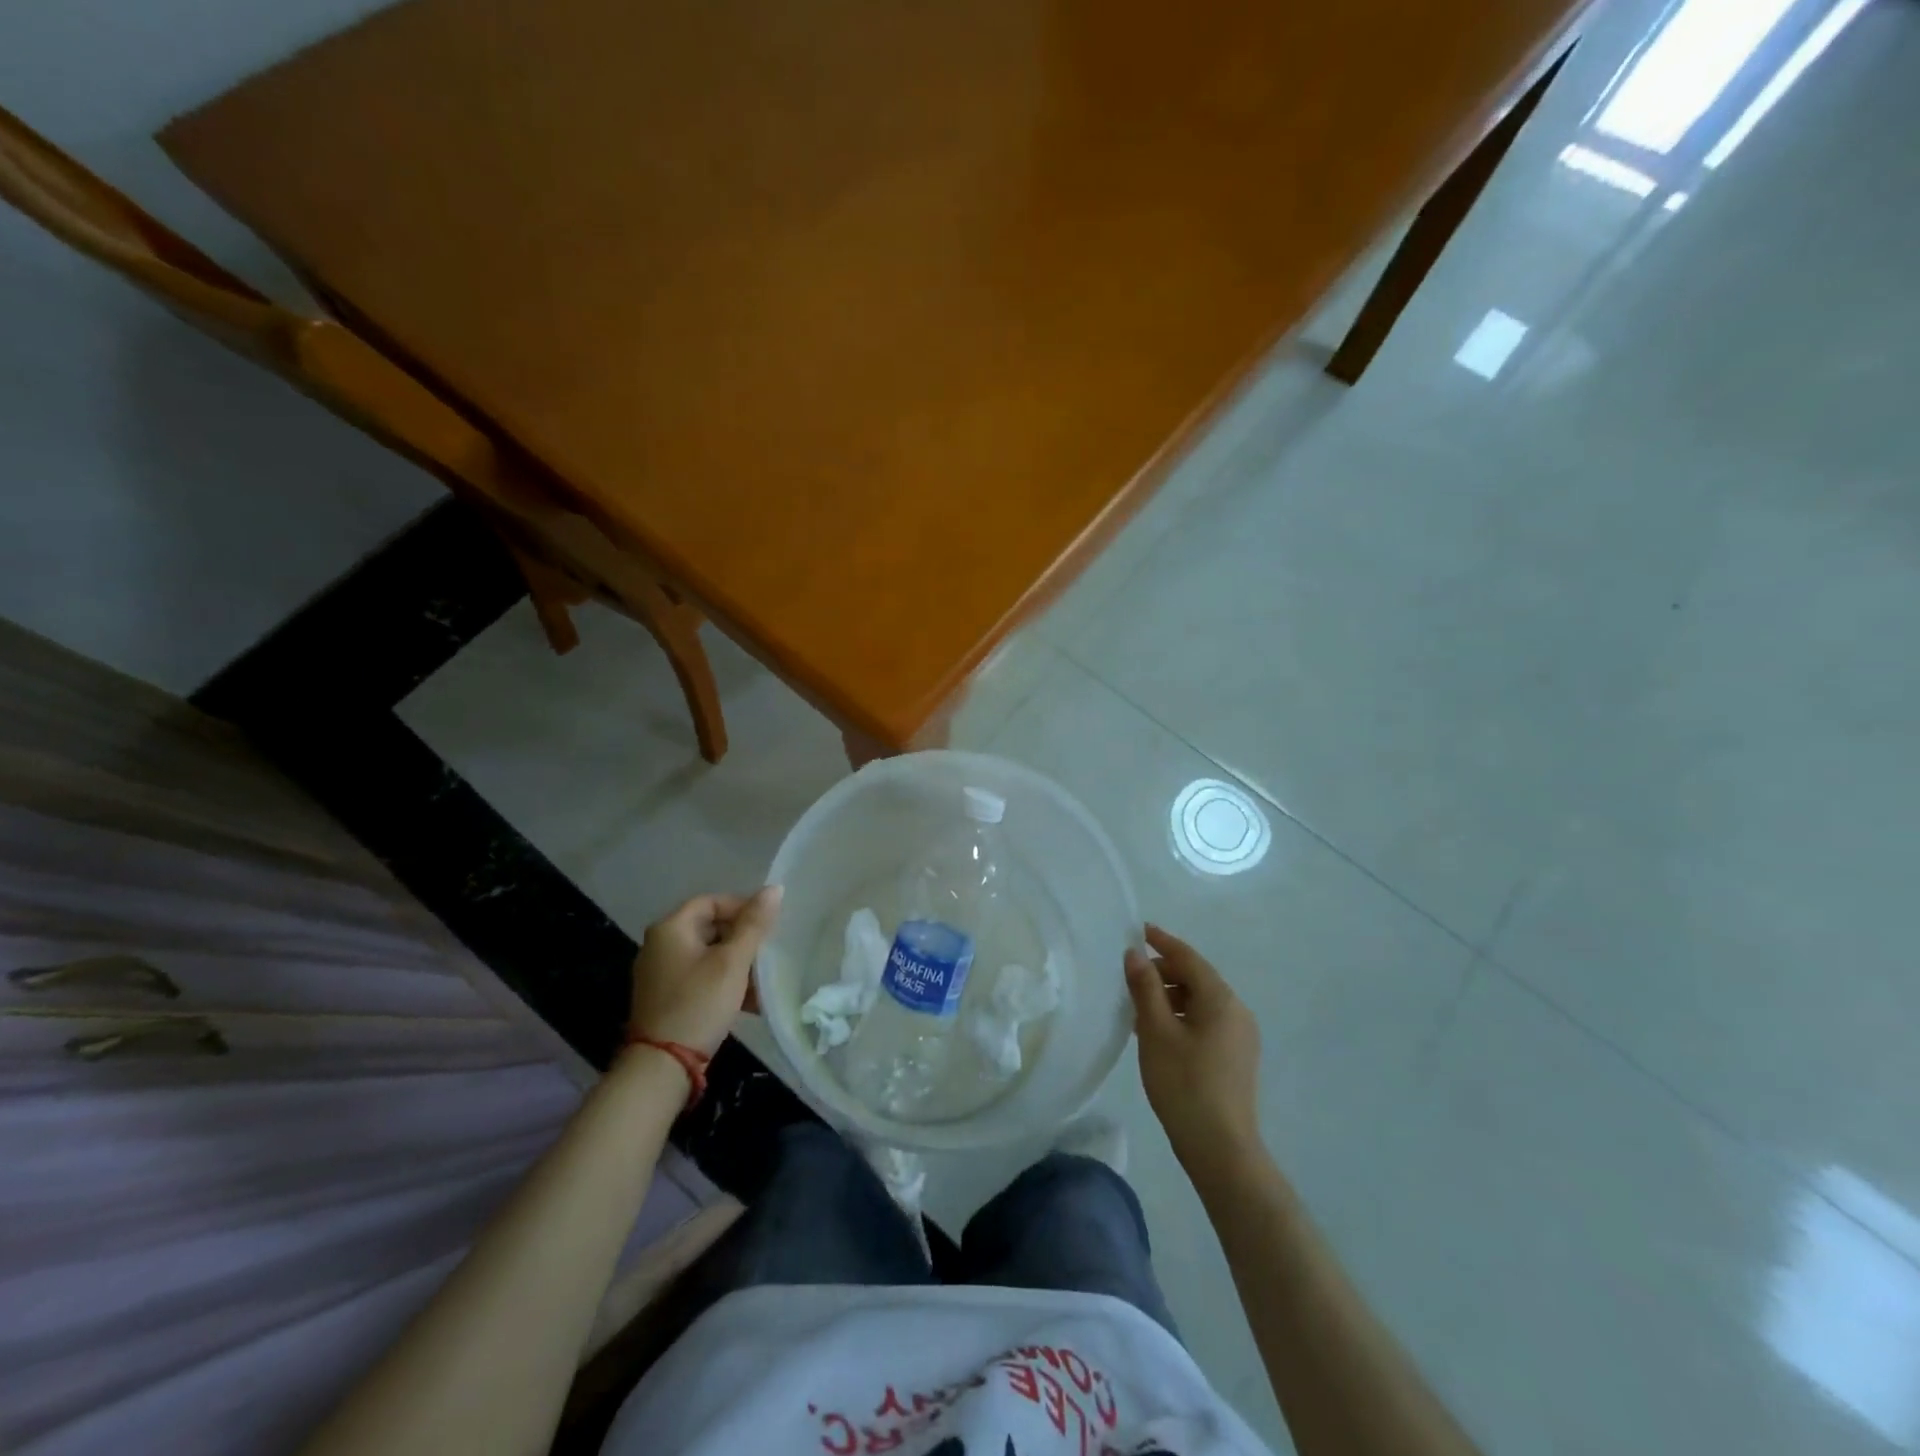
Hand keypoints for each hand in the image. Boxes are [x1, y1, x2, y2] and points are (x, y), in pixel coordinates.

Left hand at [628, 887, 781, 1054]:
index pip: (711, 901)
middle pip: (710, 928)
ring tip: (762, 981)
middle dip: (743, 940)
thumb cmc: (699, 1003)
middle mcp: (660, 945)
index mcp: (670, 928)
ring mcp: (660, 973)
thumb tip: (774, 889)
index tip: (767, 926)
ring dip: (737, 964)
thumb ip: (754, 924)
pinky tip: (748, 1002)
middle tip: (767, 953)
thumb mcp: (732, 962)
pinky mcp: (666, 997)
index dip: (742, 907)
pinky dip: (723, 982)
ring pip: (708, 955)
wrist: (662, 1065)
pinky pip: (700, 977)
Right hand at [1125, 923, 1262, 1172]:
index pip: (1189, 958)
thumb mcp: (1156, 1031)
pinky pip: (1207, 1021)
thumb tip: (1134, 954)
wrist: (1221, 1149)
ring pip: (1201, 1002)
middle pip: (1197, 978)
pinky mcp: (1237, 1057)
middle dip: (1164, 973)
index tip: (1139, 930)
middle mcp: (1237, 1011)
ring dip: (1171, 997)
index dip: (1163, 942)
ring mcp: (1241, 1036)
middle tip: (1130, 978)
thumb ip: (1145, 988)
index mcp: (1221, 999)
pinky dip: (1182, 1017)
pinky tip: (1159, 1033)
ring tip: (1139, 1008)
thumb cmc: (1184, 1084)